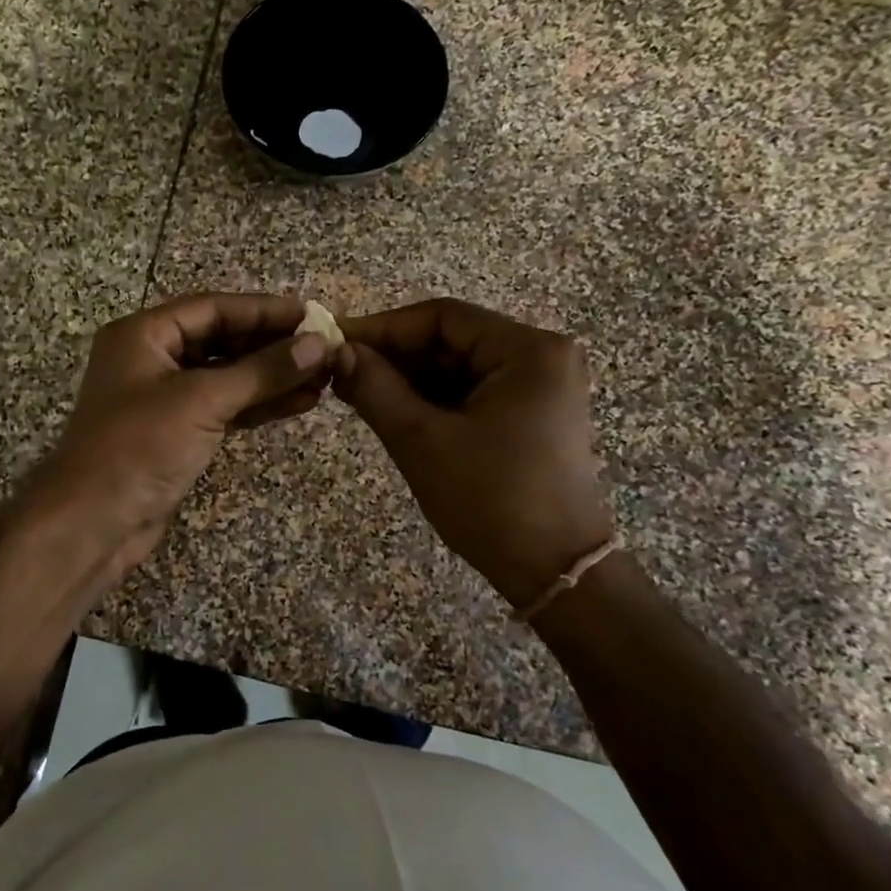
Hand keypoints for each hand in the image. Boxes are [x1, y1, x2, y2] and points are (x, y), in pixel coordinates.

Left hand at [38, 292, 331, 570]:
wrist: (94, 523)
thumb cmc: (139, 446)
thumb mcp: (202, 400)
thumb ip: (262, 371)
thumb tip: (318, 345)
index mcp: (143, 335)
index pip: (212, 308)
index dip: (263, 310)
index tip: (310, 315)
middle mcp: (152, 359)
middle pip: (221, 340)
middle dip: (271, 345)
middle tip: (322, 348)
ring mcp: (164, 399)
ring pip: (226, 377)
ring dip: (271, 377)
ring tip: (322, 378)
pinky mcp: (177, 433)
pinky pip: (224, 408)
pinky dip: (258, 405)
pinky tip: (299, 402)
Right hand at [333, 298, 614, 610]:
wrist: (554, 572)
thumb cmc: (490, 500)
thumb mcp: (421, 440)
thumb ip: (374, 387)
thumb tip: (337, 352)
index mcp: (529, 351)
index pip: (443, 317)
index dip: (384, 327)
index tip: (336, 342)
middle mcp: (542, 358)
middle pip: (452, 340)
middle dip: (395, 356)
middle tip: (341, 372)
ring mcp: (541, 388)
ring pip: (459, 367)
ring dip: (410, 380)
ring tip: (358, 394)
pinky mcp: (533, 415)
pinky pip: (473, 392)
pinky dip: (433, 400)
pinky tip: (395, 413)